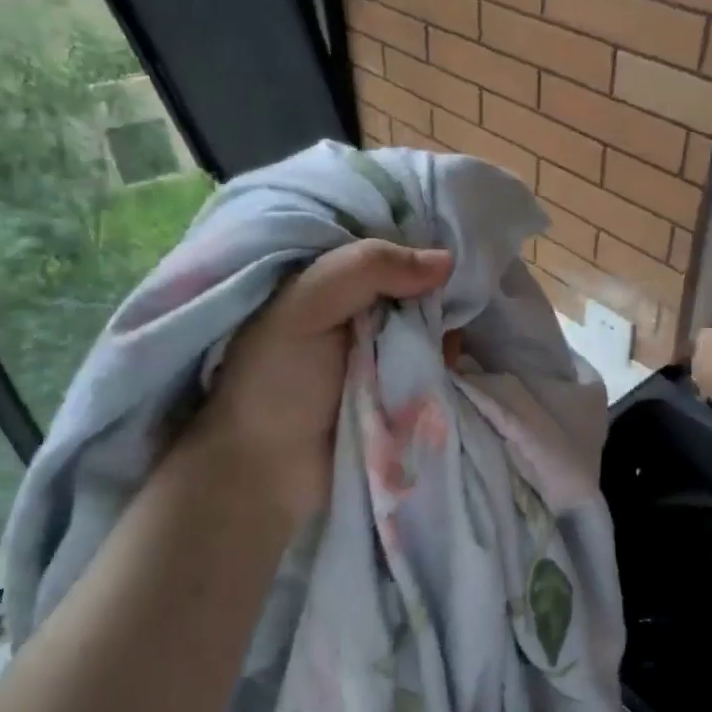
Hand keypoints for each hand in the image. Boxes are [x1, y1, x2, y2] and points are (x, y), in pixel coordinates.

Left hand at [189, 239, 452, 522]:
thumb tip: (446, 260)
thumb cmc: (273, 381)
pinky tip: (445, 361)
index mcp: (323, 276)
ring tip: (442, 337)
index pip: (380, 240)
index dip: (414, 239)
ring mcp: (377, 346)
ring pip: (428, 319)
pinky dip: (443, 358)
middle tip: (444, 299)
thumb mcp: (305, 306)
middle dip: (433, 288)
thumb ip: (367, 269)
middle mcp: (353, 306)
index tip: (443, 246)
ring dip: (441, 327)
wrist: (265, 472)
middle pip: (411, 280)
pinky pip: (434, 359)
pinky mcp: (398, 384)